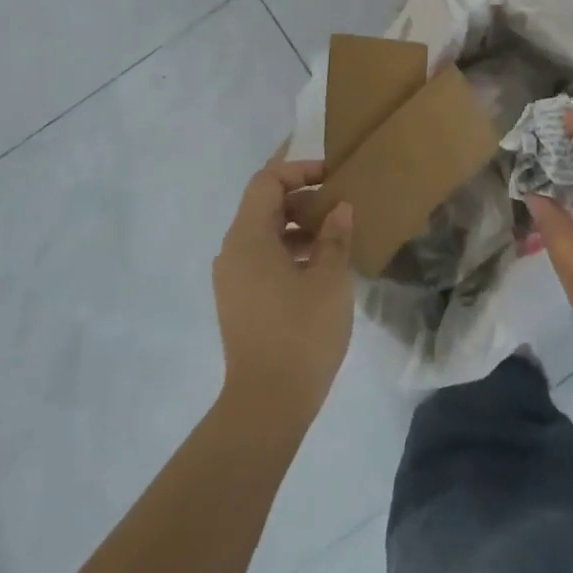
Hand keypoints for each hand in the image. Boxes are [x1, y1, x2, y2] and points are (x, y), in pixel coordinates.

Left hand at [213, 158, 354, 425]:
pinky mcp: (239, 301)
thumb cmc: (300, 332)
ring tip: (335, 236)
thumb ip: (335, 236)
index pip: (267, 182)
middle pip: (263, 206)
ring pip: (264, 234)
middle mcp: (232, 251)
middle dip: (301, 198)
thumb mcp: (328, 279)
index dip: (298, 169)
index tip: (331, 175)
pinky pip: (262, 259)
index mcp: (248, 237)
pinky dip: (289, 252)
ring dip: (298, 227)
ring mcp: (232, 279)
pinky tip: (320, 268)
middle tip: (339, 204)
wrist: (267, 403)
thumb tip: (340, 208)